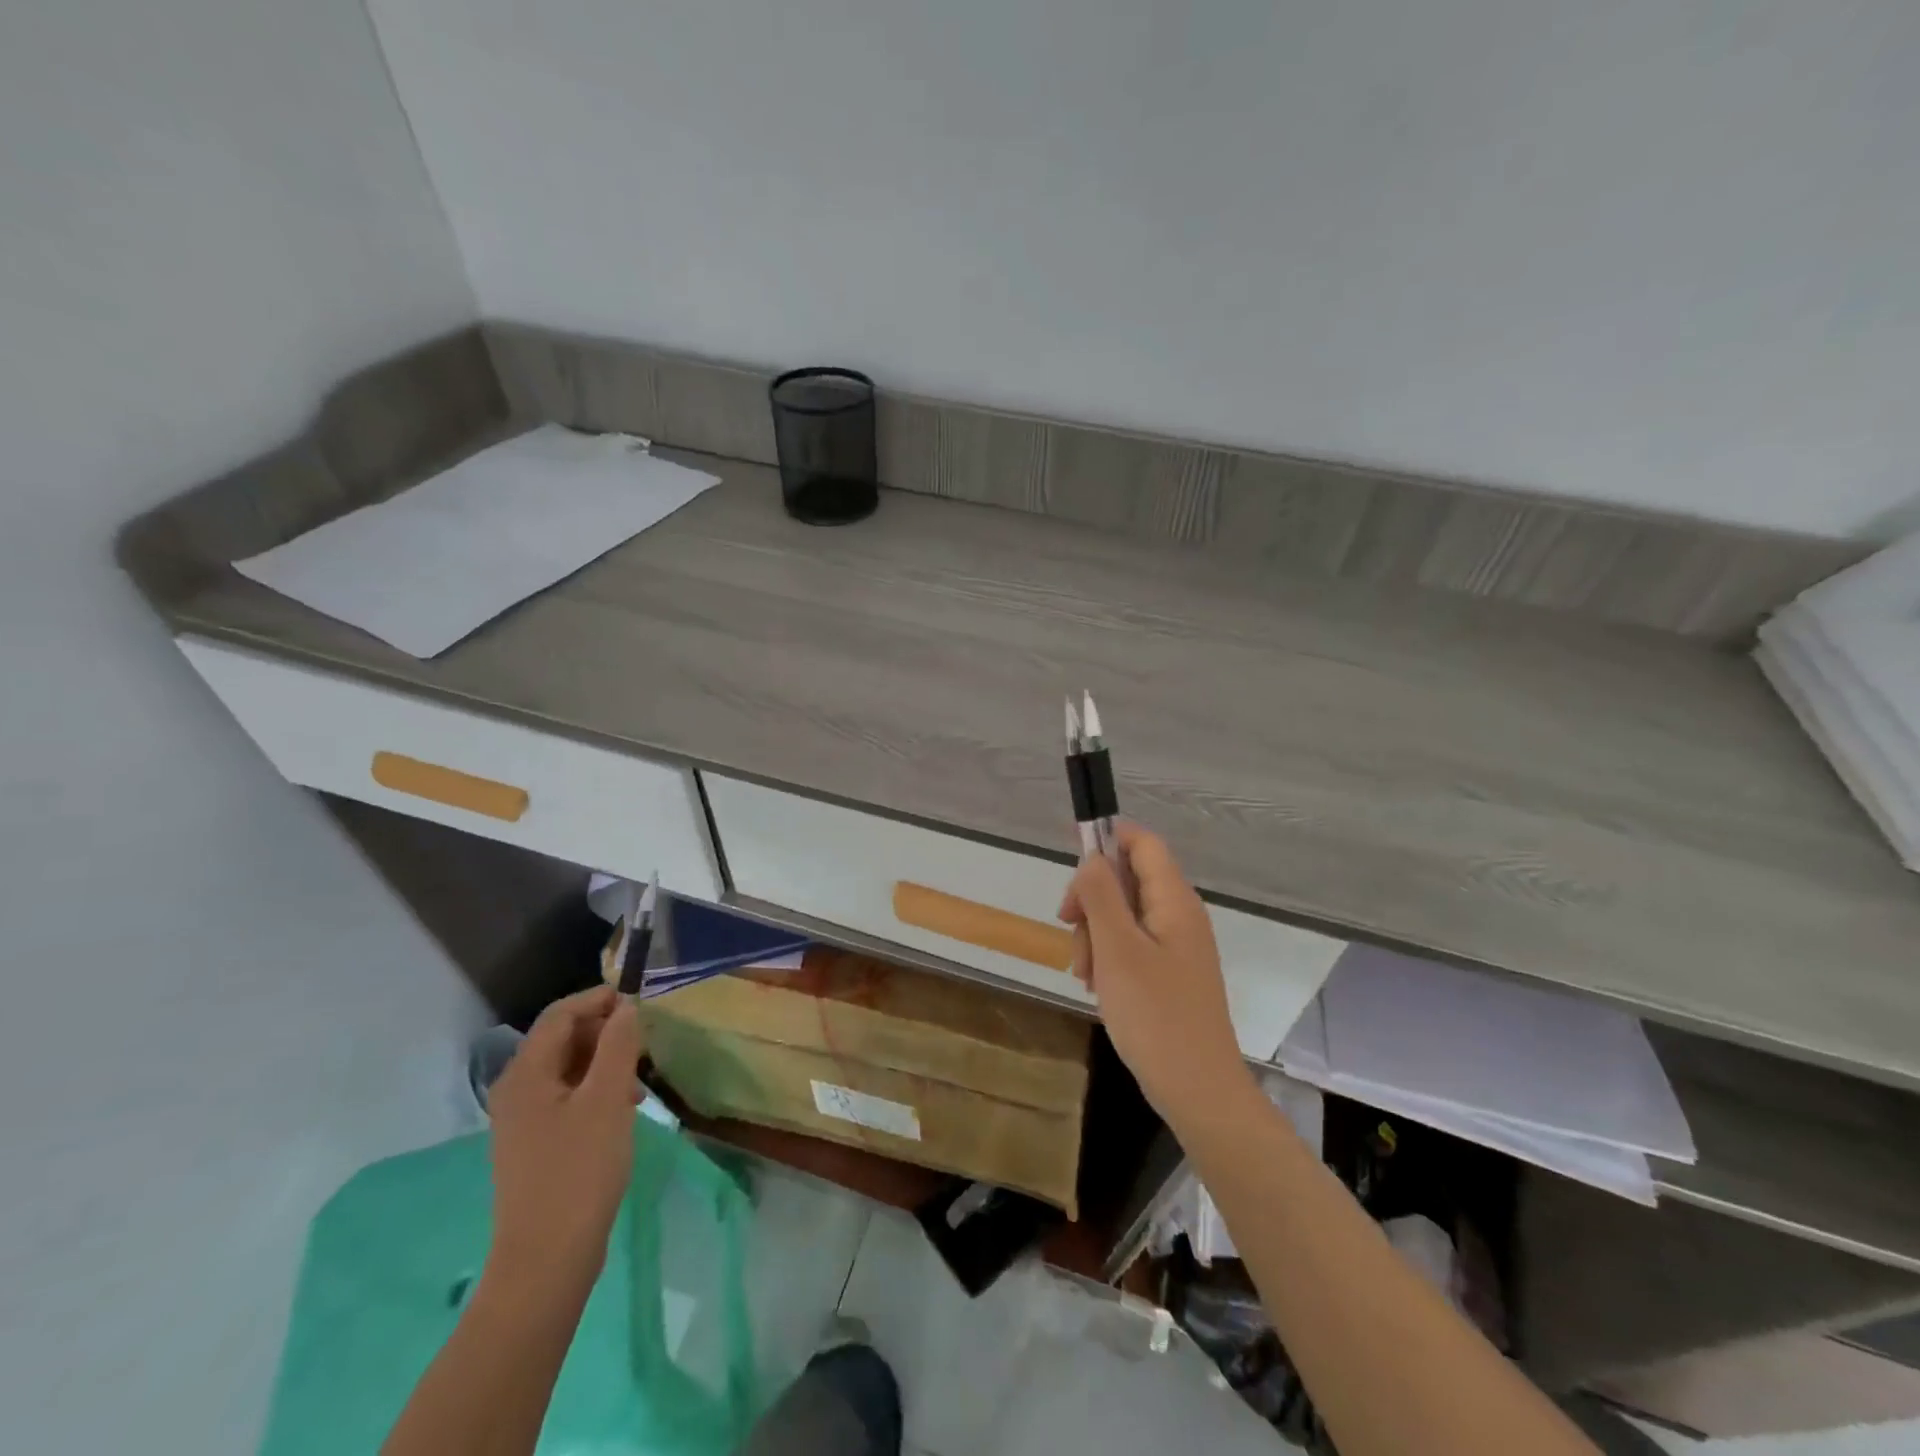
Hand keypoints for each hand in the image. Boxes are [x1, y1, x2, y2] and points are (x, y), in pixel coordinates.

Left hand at [486, 985, 643, 1292]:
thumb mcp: (607, 1100)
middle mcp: (516, 1091)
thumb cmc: (579, 1172)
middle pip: (561, 1039)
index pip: (560, 1014)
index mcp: (526, 1075)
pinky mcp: (536, 1144)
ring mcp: (523, 1120)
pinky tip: (624, 1108)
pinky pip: (567, 1097)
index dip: (598, 1000)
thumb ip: (618, 1046)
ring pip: (568, 1069)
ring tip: (640, 1078)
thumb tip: (626, 1008)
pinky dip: (596, 1090)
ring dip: (604, 1062)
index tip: (639, 1002)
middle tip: (644, 1043)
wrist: (546, 1261)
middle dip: (604, 1032)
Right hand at [1059, 824, 1251, 1122]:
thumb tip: (1092, 858)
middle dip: (1092, 900)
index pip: (1143, 843)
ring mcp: (1175, 945)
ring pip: (1123, 915)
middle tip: (1070, 930)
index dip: (1107, 841)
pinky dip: (1108, 957)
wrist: (1197, 1090)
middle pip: (1126, 879)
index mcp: (1173, 900)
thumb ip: (1101, 895)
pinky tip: (1097, 986)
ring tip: (1084, 974)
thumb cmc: (1156, 1015)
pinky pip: (1131, 945)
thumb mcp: (1117, 950)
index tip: (1073, 866)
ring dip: (1095, 935)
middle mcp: (1178, 915)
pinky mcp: (1168, 972)